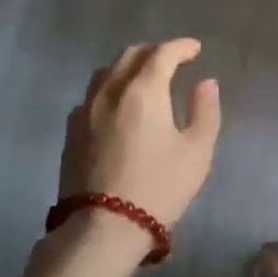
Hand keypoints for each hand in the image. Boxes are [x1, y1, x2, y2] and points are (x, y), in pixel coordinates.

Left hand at [61, 39, 221, 235]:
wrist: (101, 229)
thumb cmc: (157, 188)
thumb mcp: (196, 153)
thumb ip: (205, 111)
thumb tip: (206, 83)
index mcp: (144, 90)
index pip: (163, 53)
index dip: (181, 47)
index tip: (195, 49)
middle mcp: (110, 90)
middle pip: (130, 55)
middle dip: (154, 52)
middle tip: (173, 61)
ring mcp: (85, 110)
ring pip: (106, 72)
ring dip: (129, 67)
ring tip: (144, 79)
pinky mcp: (71, 131)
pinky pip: (92, 95)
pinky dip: (110, 88)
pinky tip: (118, 106)